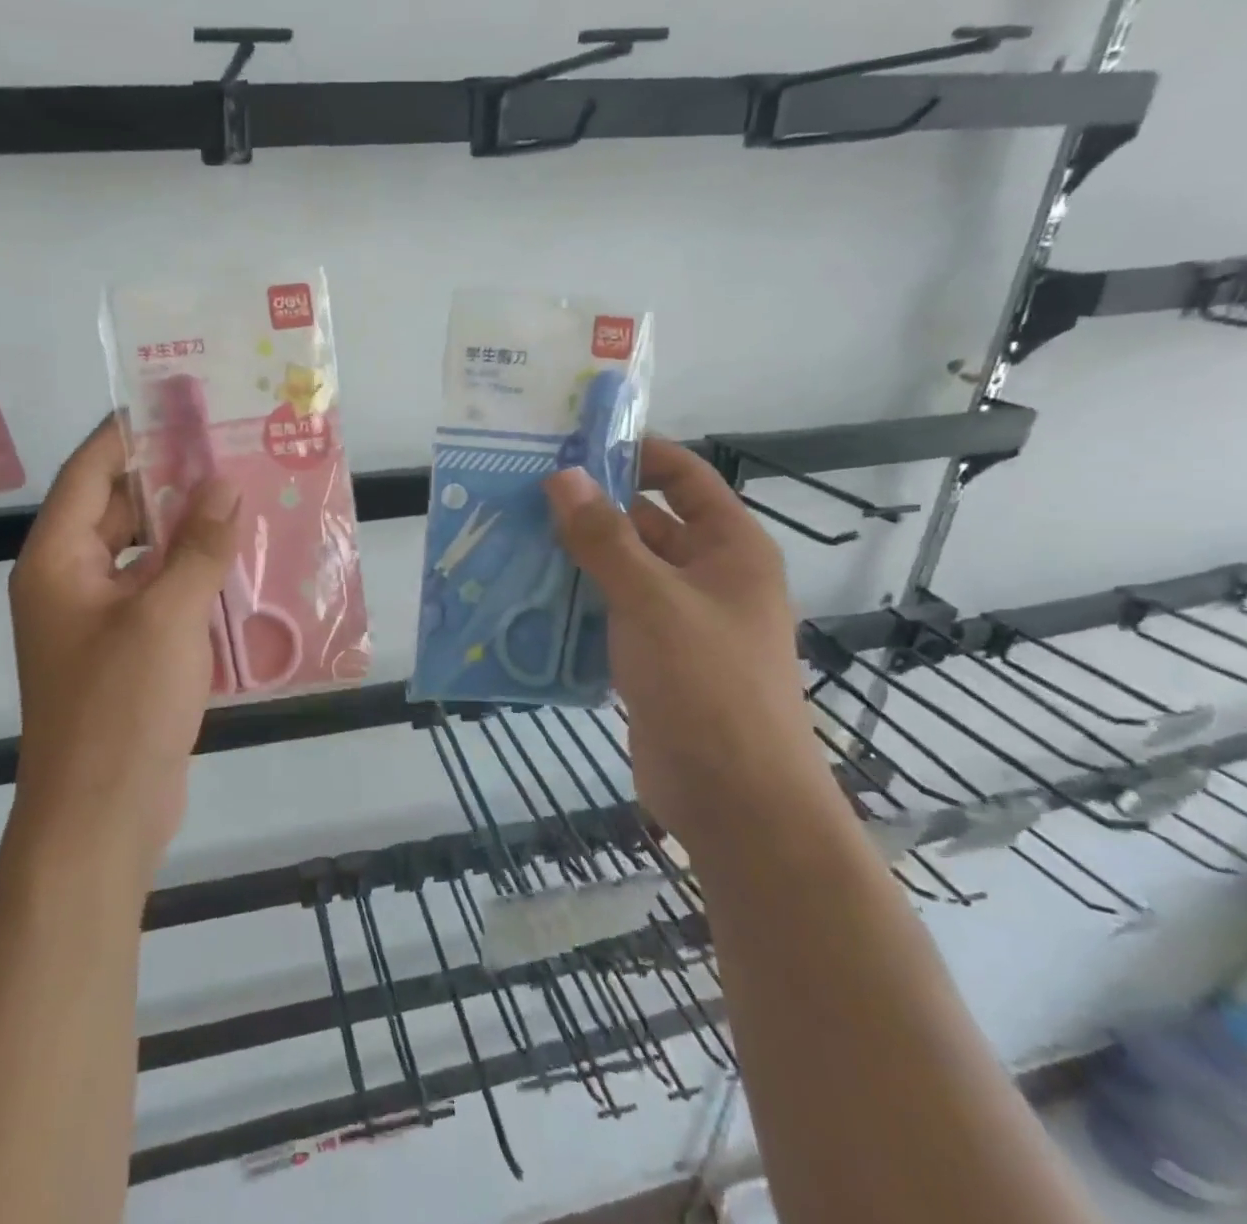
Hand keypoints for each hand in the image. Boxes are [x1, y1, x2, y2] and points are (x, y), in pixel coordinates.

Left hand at [9, 418, 238, 869]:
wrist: (102, 815)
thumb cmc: (121, 706)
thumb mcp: (165, 616)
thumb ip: (198, 547)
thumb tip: (224, 485)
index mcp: (58, 560)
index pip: (90, 473)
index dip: (130, 434)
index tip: (178, 405)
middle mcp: (70, 581)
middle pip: (118, 510)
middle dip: (170, 482)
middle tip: (228, 452)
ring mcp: (98, 619)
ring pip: (143, 554)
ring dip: (187, 531)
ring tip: (242, 499)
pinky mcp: (126, 651)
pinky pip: (159, 594)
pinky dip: (192, 576)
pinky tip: (238, 564)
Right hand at [544, 439, 844, 845]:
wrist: (735, 800)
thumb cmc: (707, 684)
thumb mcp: (651, 599)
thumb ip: (604, 537)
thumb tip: (563, 476)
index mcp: (729, 548)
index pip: (683, 478)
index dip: (636, 454)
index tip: (573, 446)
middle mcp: (707, 576)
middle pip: (644, 523)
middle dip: (589, 509)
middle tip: (522, 495)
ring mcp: (678, 621)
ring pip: (619, 572)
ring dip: (573, 559)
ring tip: (511, 539)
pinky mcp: (651, 659)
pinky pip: (608, 615)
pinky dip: (573, 605)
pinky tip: (525, 598)